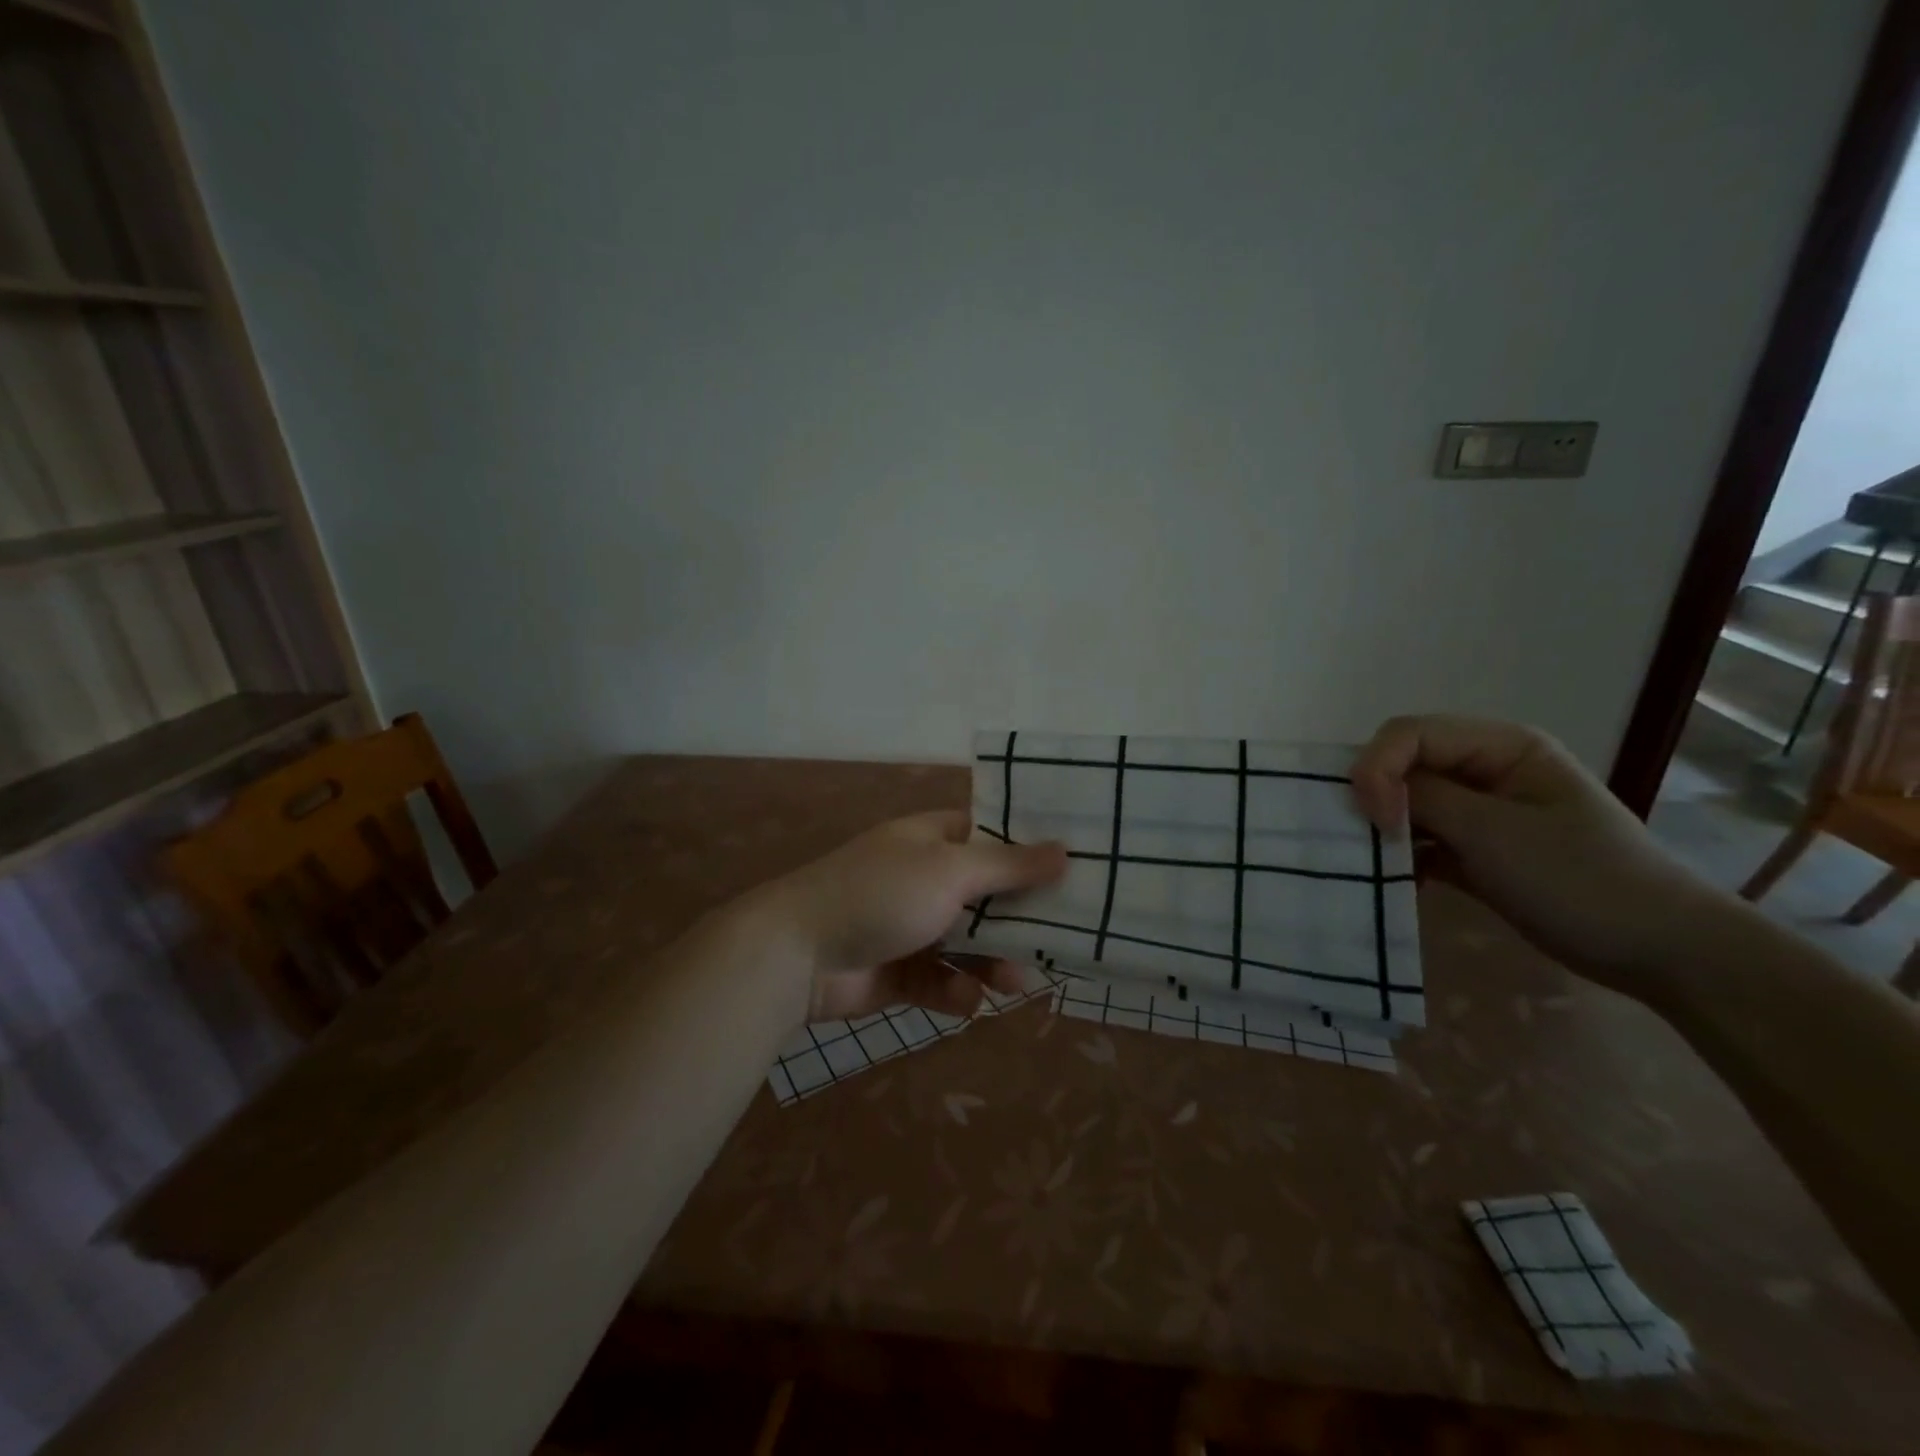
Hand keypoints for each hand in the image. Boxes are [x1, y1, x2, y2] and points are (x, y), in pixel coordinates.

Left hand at [773, 811, 1067, 1020]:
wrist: (797, 954)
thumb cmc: (880, 894)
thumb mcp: (950, 871)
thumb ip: (1008, 866)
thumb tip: (1065, 849)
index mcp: (932, 840)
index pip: (990, 837)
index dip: (1028, 852)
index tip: (1071, 871)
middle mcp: (923, 878)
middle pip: (986, 896)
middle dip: (1018, 920)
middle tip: (1057, 941)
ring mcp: (910, 925)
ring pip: (967, 943)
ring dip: (992, 962)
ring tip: (1015, 983)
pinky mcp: (898, 971)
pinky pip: (940, 979)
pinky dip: (955, 989)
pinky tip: (966, 999)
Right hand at [1350, 714, 1723, 1001]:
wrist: (1659, 951)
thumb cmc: (1580, 879)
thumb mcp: (1494, 832)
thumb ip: (1424, 798)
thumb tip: (1367, 789)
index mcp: (1502, 746)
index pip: (1410, 733)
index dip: (1378, 767)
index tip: (1376, 820)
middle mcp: (1487, 769)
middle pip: (1404, 764)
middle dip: (1376, 795)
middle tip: (1363, 838)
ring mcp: (1482, 812)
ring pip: (1408, 803)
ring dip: (1385, 829)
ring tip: (1372, 862)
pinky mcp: (1477, 851)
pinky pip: (1422, 840)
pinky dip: (1403, 857)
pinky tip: (1399, 883)